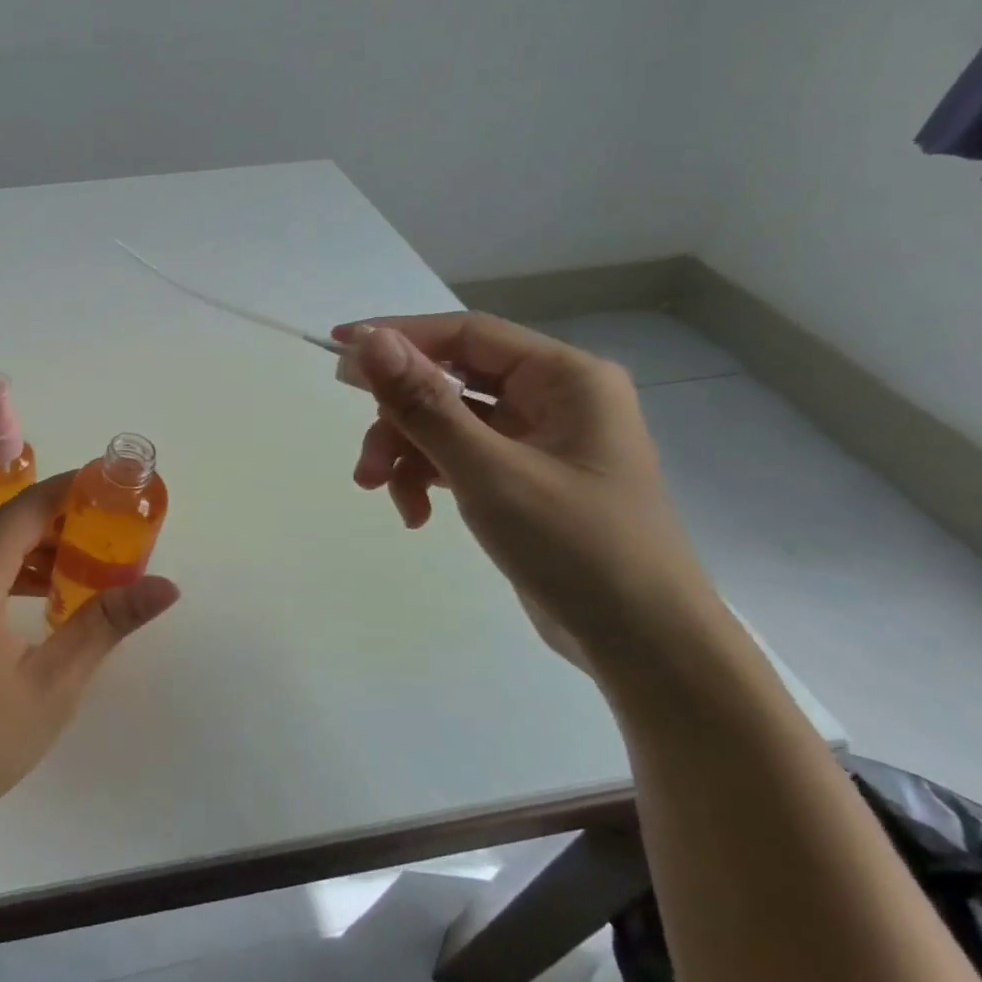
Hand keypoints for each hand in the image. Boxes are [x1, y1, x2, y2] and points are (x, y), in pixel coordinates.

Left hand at [0, 473, 179, 841]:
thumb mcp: (49, 685)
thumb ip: (105, 624)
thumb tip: (166, 586)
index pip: (34, 504)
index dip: (80, 491)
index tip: (122, 491)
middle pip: (12, 520)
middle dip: (66, 523)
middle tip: (118, 538)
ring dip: (38, 549)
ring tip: (90, 569)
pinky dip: (9, 570)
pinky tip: (42, 598)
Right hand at [333, 312, 718, 663]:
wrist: (642, 646)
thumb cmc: (576, 547)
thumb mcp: (489, 471)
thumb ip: (424, 403)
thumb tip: (370, 340)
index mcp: (563, 378)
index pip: (465, 334)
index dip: (398, 336)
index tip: (339, 346)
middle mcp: (552, 398)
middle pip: (448, 383)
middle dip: (398, 418)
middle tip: (362, 454)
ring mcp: (538, 440)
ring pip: (445, 423)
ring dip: (405, 454)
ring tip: (382, 493)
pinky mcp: (522, 478)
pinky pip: (458, 458)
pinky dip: (428, 479)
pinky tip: (414, 515)